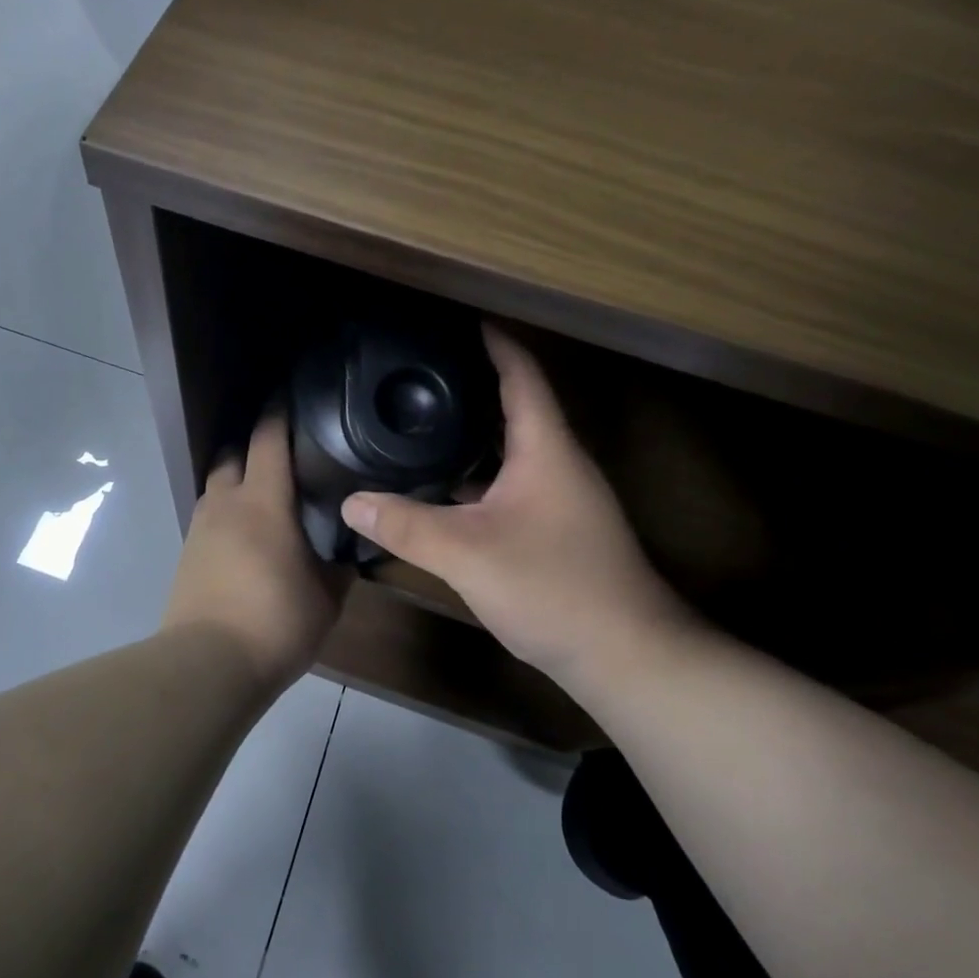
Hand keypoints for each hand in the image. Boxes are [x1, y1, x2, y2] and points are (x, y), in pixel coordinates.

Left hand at [162, 409, 346, 686]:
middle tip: (283, 453)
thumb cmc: (276, 621)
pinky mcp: (187, 555)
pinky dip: (226, 513)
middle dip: (253, 445)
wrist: (208, 664)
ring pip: (216, 485)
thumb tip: (348, 552)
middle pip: (233, 453)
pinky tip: (246, 536)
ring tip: (265, 495)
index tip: (290, 394)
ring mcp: (200, 528)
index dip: (279, 411)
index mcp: (263, 502)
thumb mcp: (326, 597)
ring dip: (237, 480)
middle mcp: (225, 503)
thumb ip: (338, 566)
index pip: (268, 439)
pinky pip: (208, 517)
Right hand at [341, 327, 694, 684]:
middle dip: (472, 384)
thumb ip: (406, 525)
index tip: (458, 320)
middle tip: (421, 374)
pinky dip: (478, 476)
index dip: (493, 341)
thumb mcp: (467, 554)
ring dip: (473, 434)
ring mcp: (561, 499)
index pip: (521, 374)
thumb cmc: (554, 588)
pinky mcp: (557, 530)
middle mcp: (558, 463)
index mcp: (545, 448)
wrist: (627, 657)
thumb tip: (351, 502)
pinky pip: (511, 485)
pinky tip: (444, 489)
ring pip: (511, 450)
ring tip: (422, 423)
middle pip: (515, 407)